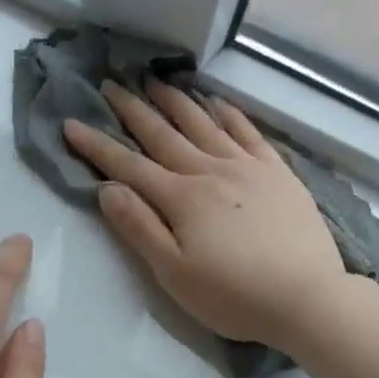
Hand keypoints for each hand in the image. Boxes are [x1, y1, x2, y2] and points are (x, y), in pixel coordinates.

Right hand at [64, 79, 350, 350]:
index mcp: (181, 199)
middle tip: (111, 83)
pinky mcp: (279, 173)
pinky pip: (248, 132)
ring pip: (204, 124)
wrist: (306, 298)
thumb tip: (107, 189)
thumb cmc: (234, 296)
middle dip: (133, 110)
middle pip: (164, 135)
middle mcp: (211, 171)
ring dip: (176, 101)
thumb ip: (140, 229)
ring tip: (155, 80)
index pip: (129, 166)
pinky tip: (217, 102)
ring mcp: (248, 167)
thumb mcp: (175, 274)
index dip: (97, 146)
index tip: (72, 123)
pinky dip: (229, 113)